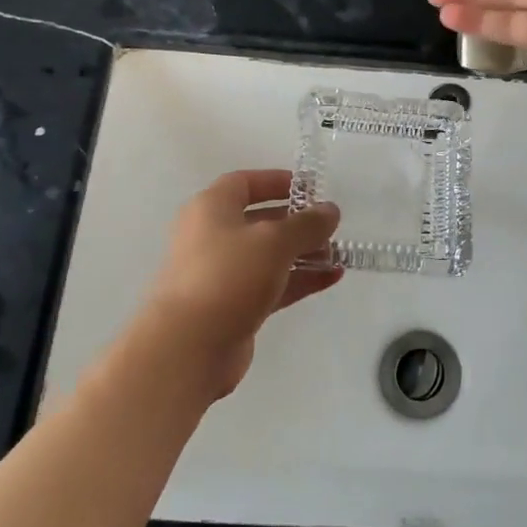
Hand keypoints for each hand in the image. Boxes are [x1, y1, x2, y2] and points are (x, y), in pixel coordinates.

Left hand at [129, 169, 341, 400]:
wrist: (190, 346)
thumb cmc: (228, 275)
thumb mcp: (275, 241)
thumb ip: (307, 223)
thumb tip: (330, 210)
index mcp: (211, 208)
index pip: (244, 183)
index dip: (276, 181)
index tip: (309, 188)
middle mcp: (212, 236)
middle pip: (258, 220)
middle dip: (296, 222)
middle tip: (329, 226)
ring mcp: (221, 274)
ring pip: (267, 256)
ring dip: (301, 253)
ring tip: (337, 255)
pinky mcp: (232, 307)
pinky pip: (270, 284)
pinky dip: (298, 279)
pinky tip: (331, 278)